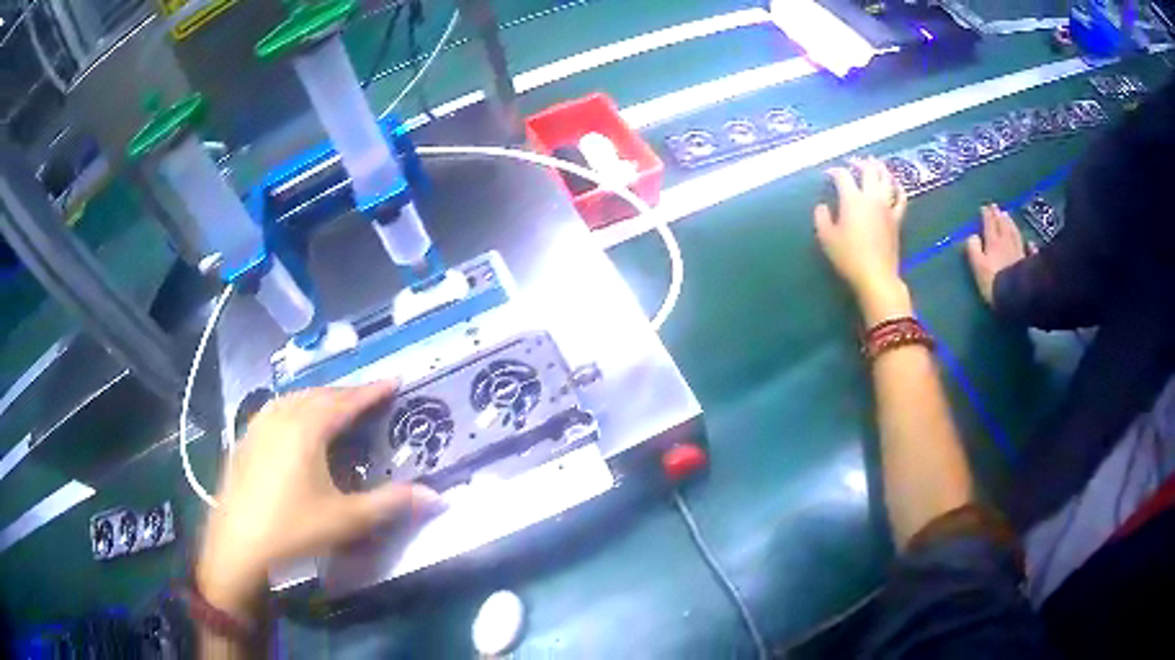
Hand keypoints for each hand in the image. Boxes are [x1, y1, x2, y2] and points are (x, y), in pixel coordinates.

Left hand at [196, 381, 440, 620]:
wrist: (238, 544)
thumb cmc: (294, 529)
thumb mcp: (347, 520)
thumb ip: (392, 504)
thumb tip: (439, 498)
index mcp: (307, 429)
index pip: (347, 401)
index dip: (372, 391)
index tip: (395, 380)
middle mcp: (282, 416)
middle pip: (320, 394)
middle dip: (347, 392)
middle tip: (370, 397)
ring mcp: (259, 425)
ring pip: (295, 397)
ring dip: (320, 397)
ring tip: (336, 405)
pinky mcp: (246, 438)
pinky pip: (276, 408)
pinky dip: (295, 406)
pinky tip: (294, 421)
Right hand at [814, 157, 911, 324]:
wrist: (876, 275)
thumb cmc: (849, 257)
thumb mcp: (827, 238)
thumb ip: (822, 218)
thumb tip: (823, 206)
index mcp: (852, 199)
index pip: (843, 176)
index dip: (834, 171)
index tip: (828, 175)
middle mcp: (871, 197)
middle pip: (868, 170)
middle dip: (859, 163)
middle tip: (853, 162)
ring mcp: (887, 206)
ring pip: (886, 179)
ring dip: (880, 168)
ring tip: (876, 163)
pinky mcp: (897, 218)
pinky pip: (901, 198)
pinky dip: (898, 187)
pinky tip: (896, 184)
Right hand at [965, 204, 1033, 305]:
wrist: (1014, 298)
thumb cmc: (992, 282)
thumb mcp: (977, 266)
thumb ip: (973, 249)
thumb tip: (972, 236)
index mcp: (993, 243)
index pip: (989, 224)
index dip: (986, 215)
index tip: (984, 207)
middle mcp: (1007, 243)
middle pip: (1003, 226)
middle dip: (998, 215)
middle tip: (996, 207)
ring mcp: (1019, 253)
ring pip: (1015, 234)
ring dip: (1011, 224)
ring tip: (1008, 215)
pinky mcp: (1028, 265)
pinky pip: (1030, 252)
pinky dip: (1030, 246)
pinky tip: (1030, 243)